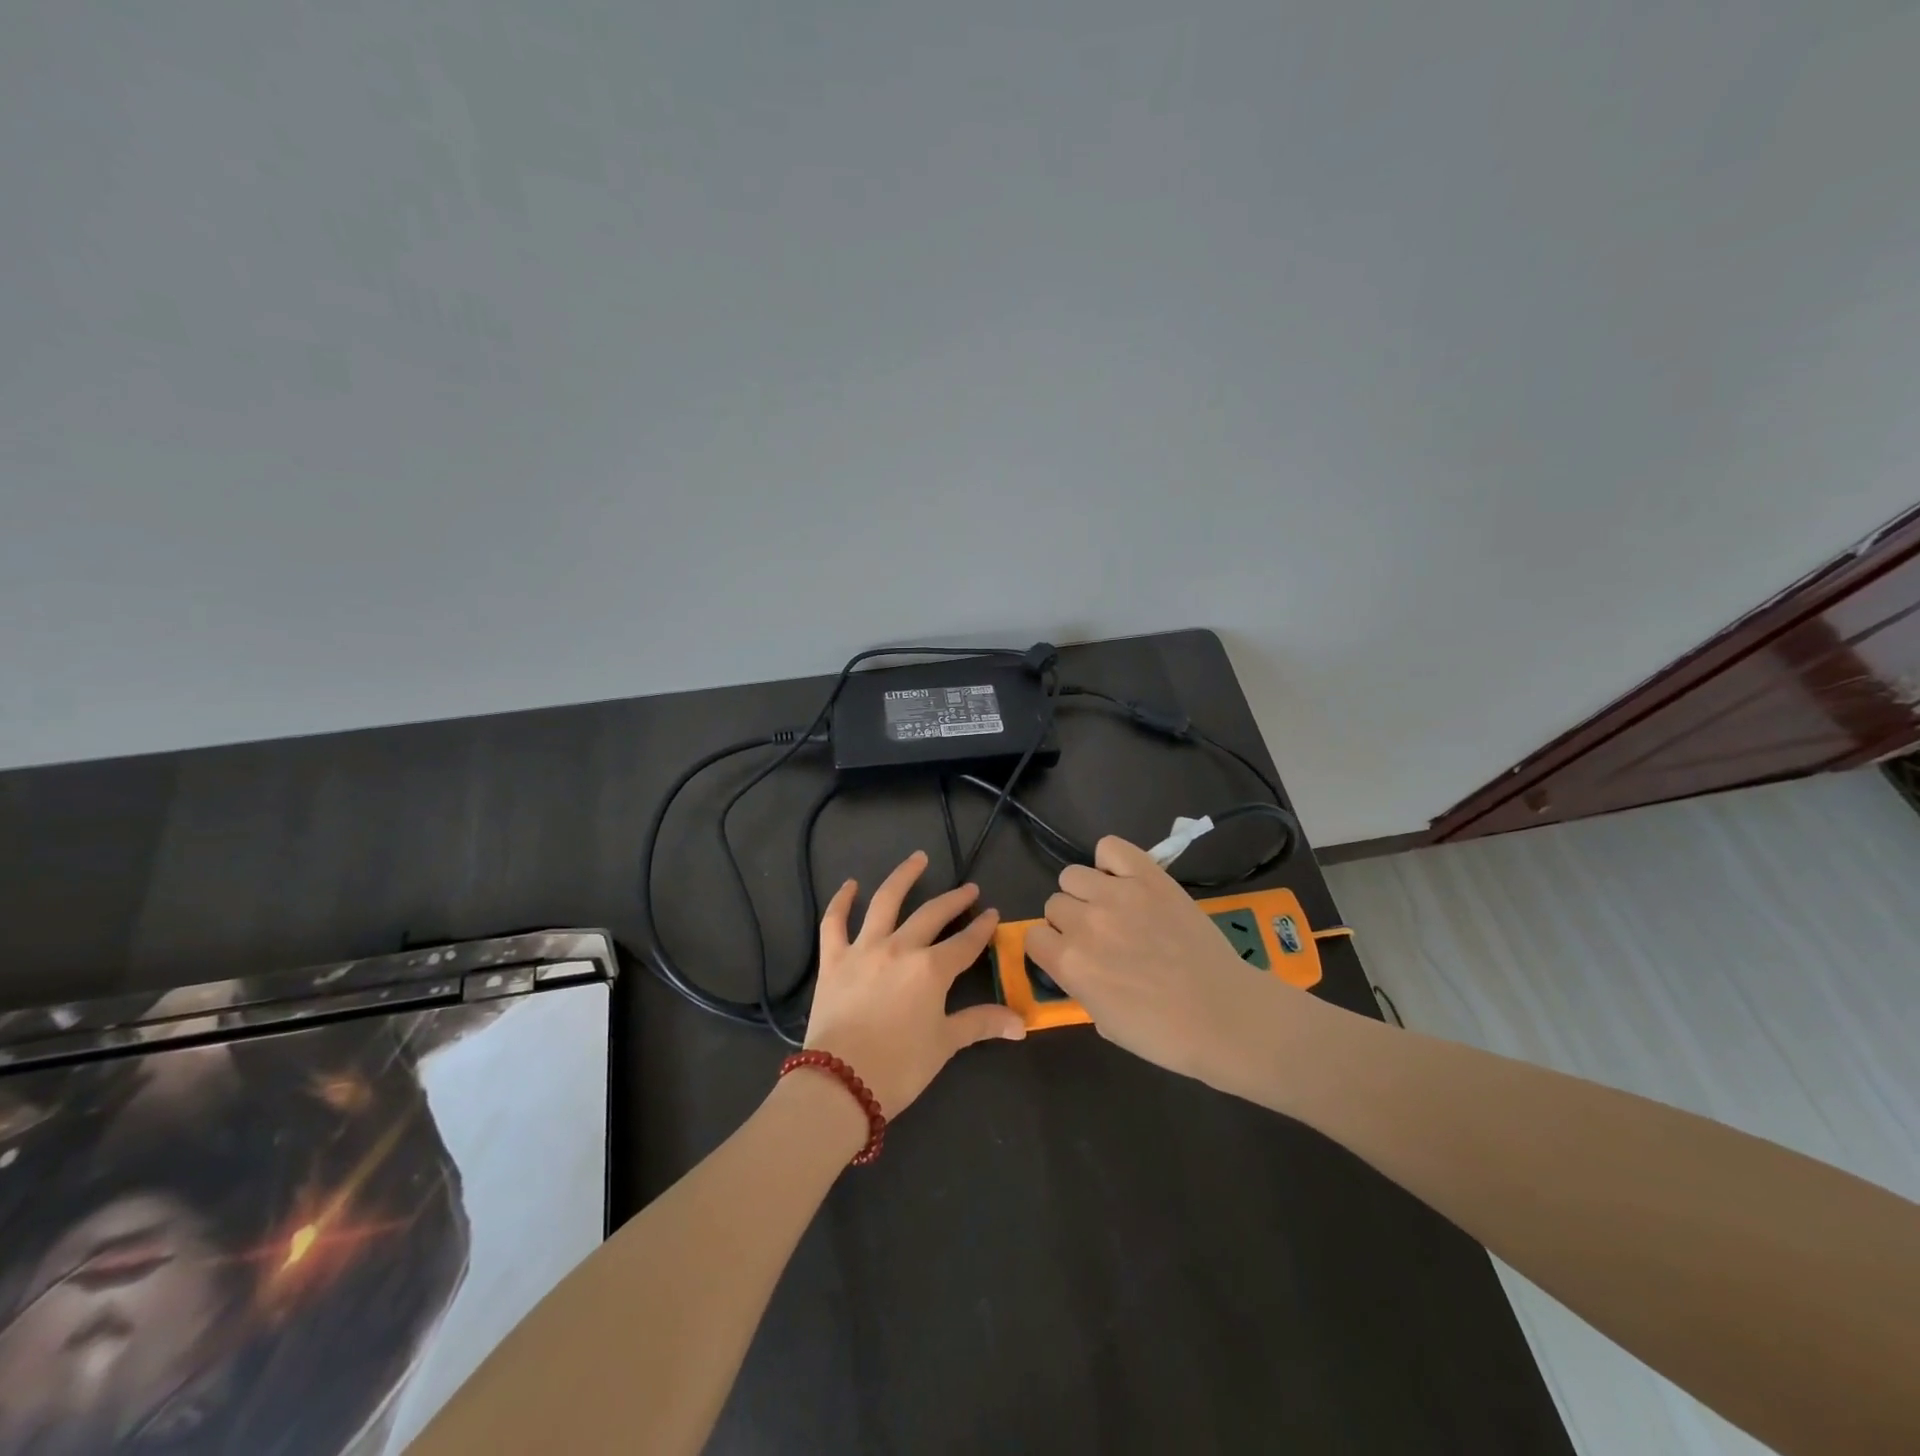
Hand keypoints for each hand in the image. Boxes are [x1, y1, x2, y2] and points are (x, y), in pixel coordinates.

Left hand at [804, 850, 1025, 1117]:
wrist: (840, 1083)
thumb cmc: (900, 1067)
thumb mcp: (945, 1044)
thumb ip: (981, 1024)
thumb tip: (1021, 1023)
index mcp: (931, 969)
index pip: (965, 943)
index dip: (982, 928)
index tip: (992, 914)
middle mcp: (900, 948)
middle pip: (932, 915)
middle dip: (954, 900)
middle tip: (968, 889)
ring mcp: (863, 949)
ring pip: (885, 902)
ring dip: (903, 877)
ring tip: (917, 858)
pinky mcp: (833, 959)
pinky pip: (834, 922)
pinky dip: (841, 901)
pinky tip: (850, 885)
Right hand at [1025, 836, 1295, 1088]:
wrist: (1224, 1015)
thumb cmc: (1164, 1034)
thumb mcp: (1104, 1022)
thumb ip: (1078, 985)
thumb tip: (1075, 963)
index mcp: (1069, 963)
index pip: (1033, 936)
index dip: (1051, 947)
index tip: (1070, 955)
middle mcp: (1084, 922)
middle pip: (1054, 903)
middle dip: (1071, 920)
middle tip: (1101, 936)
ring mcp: (1117, 893)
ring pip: (1072, 874)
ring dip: (1086, 891)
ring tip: (1113, 906)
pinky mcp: (1148, 876)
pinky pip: (1109, 847)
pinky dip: (1111, 861)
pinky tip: (1125, 879)